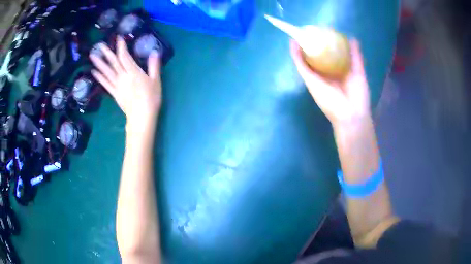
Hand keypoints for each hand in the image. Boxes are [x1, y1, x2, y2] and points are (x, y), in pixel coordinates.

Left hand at [90, 36, 161, 132]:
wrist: (141, 117)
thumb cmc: (151, 98)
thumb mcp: (156, 81)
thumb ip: (154, 66)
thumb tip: (154, 52)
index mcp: (133, 72)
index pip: (125, 56)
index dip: (121, 47)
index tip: (118, 38)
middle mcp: (123, 77)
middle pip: (113, 62)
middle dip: (107, 52)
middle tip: (99, 45)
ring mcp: (117, 85)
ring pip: (107, 72)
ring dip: (99, 63)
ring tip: (92, 56)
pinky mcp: (114, 93)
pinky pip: (105, 84)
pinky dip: (99, 77)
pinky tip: (93, 72)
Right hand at [290, 39, 370, 127]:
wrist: (351, 114)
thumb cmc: (358, 95)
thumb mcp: (359, 72)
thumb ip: (356, 56)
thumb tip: (353, 39)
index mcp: (337, 71)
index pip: (329, 55)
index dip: (325, 43)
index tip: (322, 32)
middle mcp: (325, 73)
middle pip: (316, 56)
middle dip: (311, 44)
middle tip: (309, 30)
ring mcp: (316, 77)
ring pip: (306, 59)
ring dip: (301, 47)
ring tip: (298, 33)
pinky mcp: (309, 81)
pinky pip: (300, 65)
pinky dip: (295, 54)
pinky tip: (293, 42)